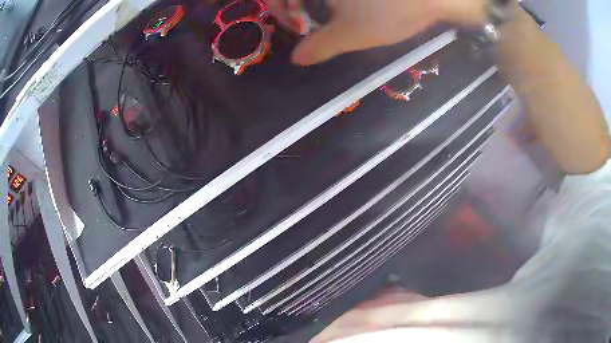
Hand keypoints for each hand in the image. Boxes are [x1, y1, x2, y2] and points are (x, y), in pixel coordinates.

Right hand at [268, 0, 487, 64]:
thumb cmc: (389, 11)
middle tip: (305, 22)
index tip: (290, 24)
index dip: (276, 7)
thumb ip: (319, 47)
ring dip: (314, 3)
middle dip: (294, 5)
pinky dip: (333, 2)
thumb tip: (297, 59)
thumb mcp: (351, 34)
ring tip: (324, 17)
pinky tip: (344, 8)